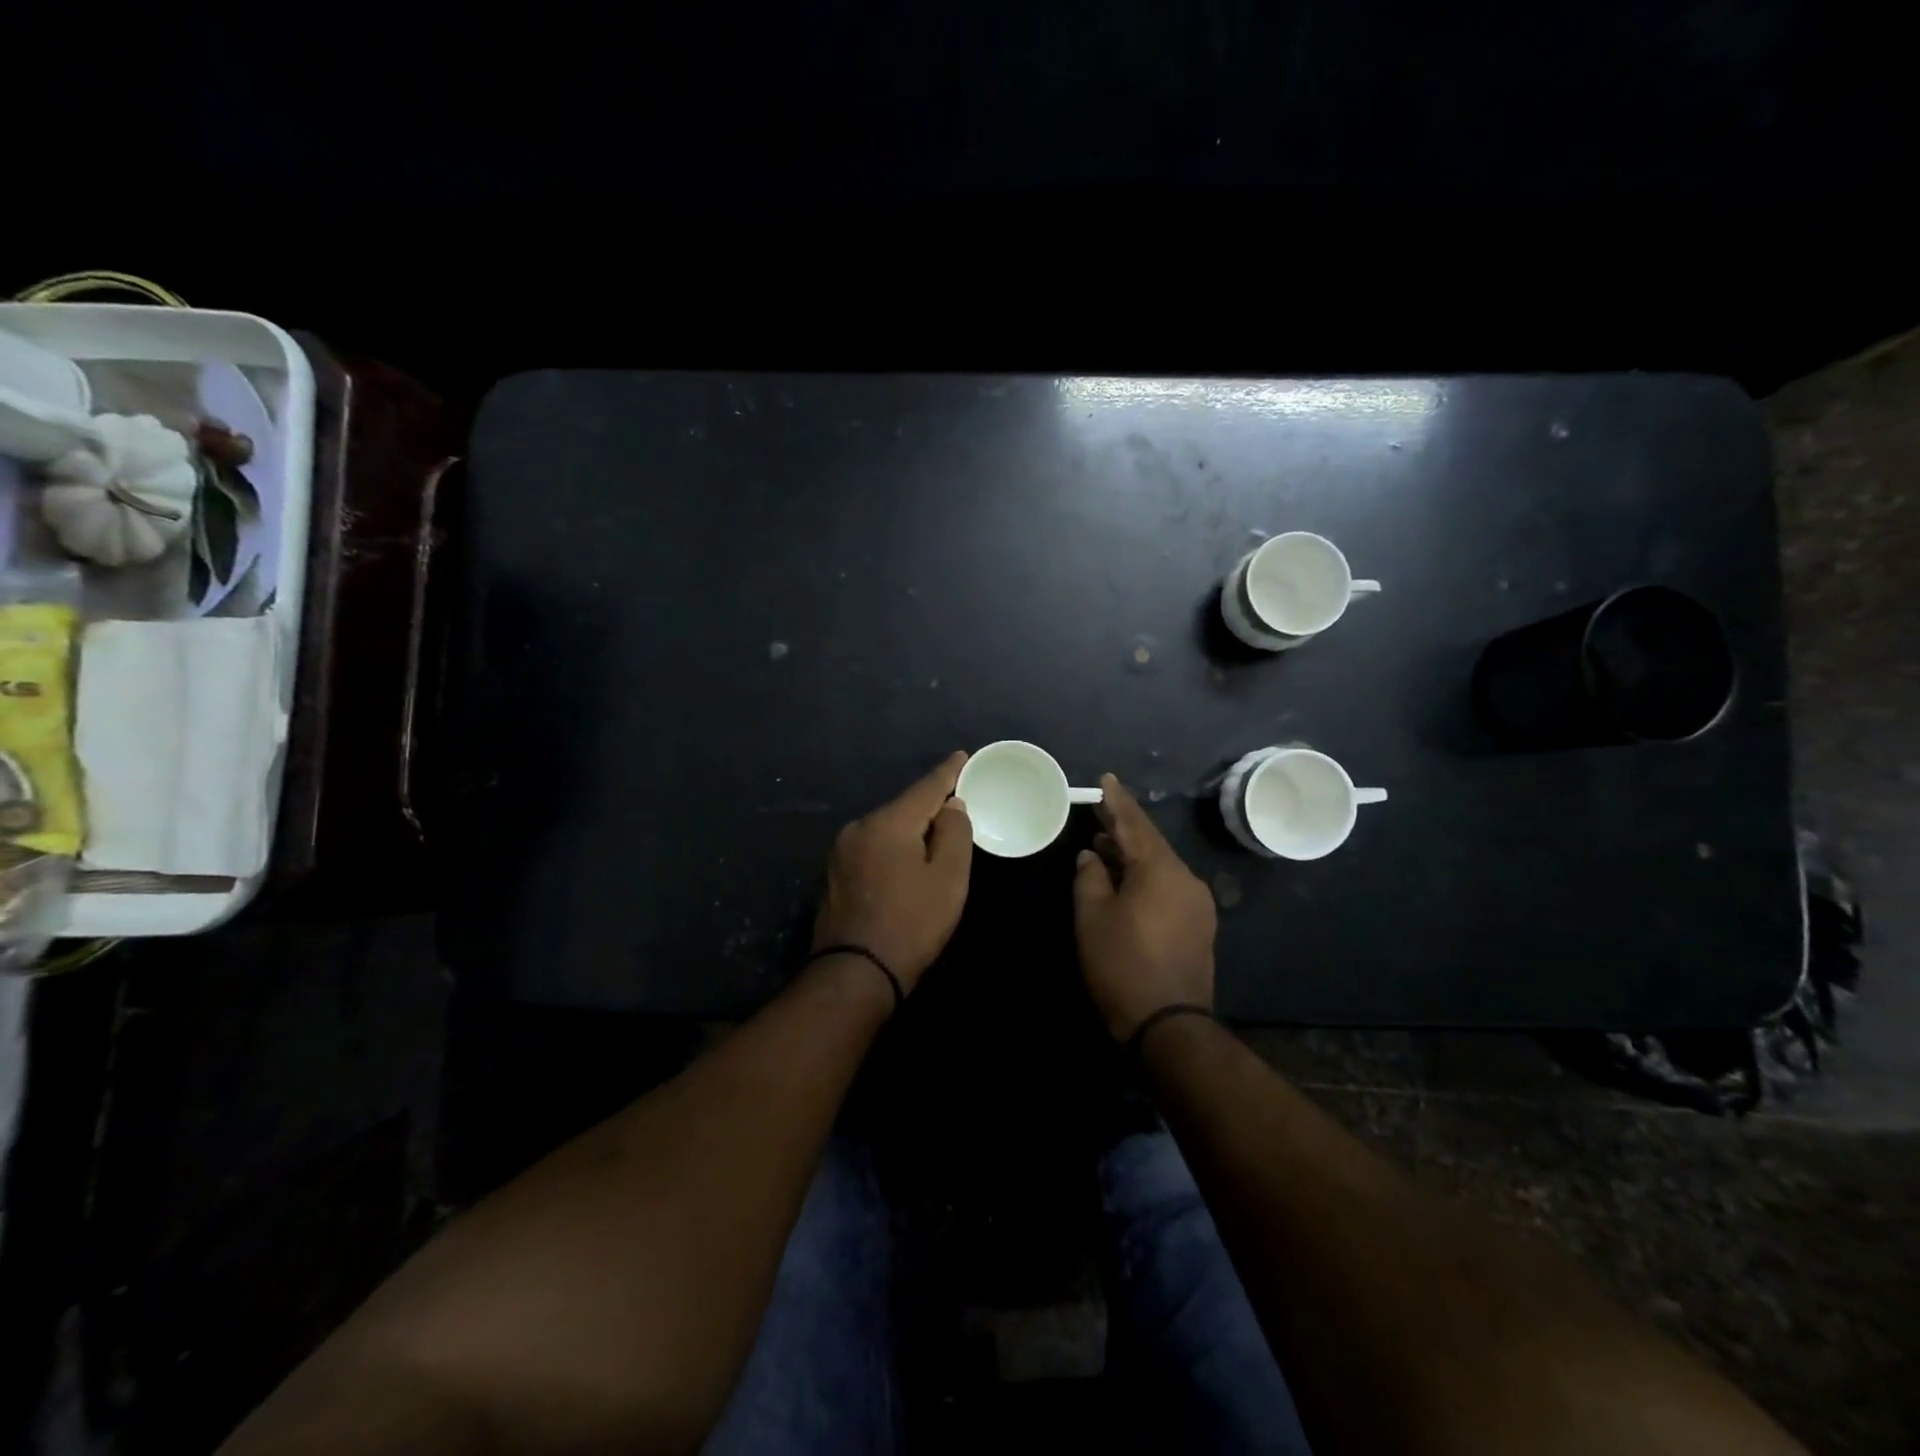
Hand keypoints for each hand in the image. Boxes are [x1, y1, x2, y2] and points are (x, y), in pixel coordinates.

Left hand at [813, 751, 972, 989]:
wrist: (854, 974)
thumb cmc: (911, 924)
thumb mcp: (948, 879)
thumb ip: (955, 834)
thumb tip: (952, 806)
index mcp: (888, 822)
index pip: (925, 787)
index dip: (948, 772)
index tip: (962, 756)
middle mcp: (859, 827)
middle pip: (903, 807)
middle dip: (930, 805)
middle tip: (957, 804)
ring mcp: (841, 851)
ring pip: (886, 828)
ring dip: (910, 829)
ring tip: (934, 836)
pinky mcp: (834, 874)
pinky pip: (872, 847)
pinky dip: (893, 847)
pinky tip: (905, 860)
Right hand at [1072, 773, 1216, 1040]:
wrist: (1169, 1025)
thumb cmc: (1122, 964)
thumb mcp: (1093, 917)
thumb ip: (1089, 877)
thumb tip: (1091, 855)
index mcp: (1160, 870)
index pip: (1135, 824)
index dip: (1117, 801)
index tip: (1106, 778)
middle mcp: (1186, 879)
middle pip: (1150, 843)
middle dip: (1123, 827)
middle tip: (1099, 809)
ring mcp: (1197, 904)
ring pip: (1160, 866)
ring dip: (1132, 854)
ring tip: (1103, 845)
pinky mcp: (1198, 926)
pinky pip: (1168, 886)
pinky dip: (1145, 876)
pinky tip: (1125, 880)